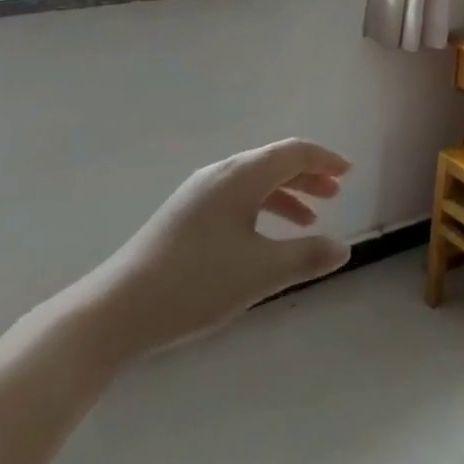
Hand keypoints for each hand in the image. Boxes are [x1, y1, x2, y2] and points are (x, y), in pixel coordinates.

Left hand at [68, 139, 352, 366]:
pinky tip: (264, 238)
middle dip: (307, 175)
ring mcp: (198, 194)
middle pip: (274, 163)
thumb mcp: (260, 273)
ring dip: (285, 193)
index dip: (324, 159)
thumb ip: (306, 257)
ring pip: (254, 181)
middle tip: (335, 193)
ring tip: (309, 219)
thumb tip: (343, 249)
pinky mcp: (184, 216)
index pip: (293, 152)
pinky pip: (235, 197)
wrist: (115, 311)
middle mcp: (221, 174)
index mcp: (241, 176)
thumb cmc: (195, 284)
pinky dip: (261, 208)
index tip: (348, 172)